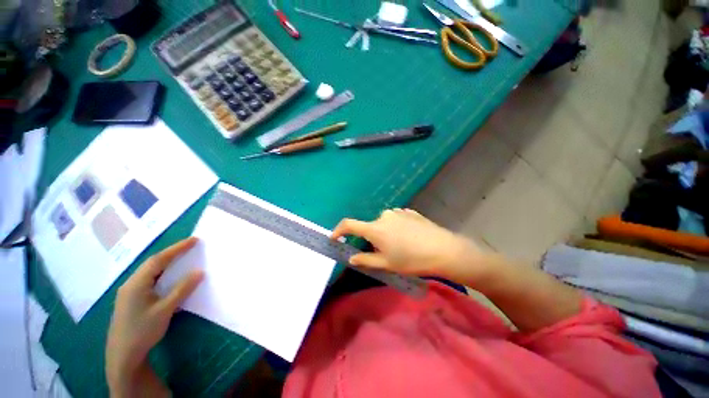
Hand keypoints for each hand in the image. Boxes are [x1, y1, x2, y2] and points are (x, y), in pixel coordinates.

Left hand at [106, 237, 203, 396]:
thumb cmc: (143, 331)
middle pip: (153, 263)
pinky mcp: (131, 300)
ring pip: (150, 272)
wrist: (122, 356)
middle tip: (191, 247)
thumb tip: (199, 271)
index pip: (158, 260)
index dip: (177, 248)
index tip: (194, 240)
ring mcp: (129, 292)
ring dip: (167, 263)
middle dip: (172, 253)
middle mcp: (131, 284)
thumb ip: (182, 289)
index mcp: (136, 283)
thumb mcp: (165, 310)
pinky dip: (162, 274)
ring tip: (183, 258)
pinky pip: (149, 280)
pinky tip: (169, 278)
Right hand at [331, 209, 482, 278]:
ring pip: (384, 223)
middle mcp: (383, 216)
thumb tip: (351, 257)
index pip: (349, 225)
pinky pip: (396, 219)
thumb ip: (366, 260)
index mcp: (375, 228)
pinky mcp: (409, 212)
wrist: (443, 250)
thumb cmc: (411, 260)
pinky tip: (410, 237)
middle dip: (372, 239)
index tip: (335, 238)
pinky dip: (397, 228)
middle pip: (370, 227)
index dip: (339, 230)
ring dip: (386, 233)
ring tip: (401, 245)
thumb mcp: (386, 264)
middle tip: (385, 252)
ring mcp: (398, 212)